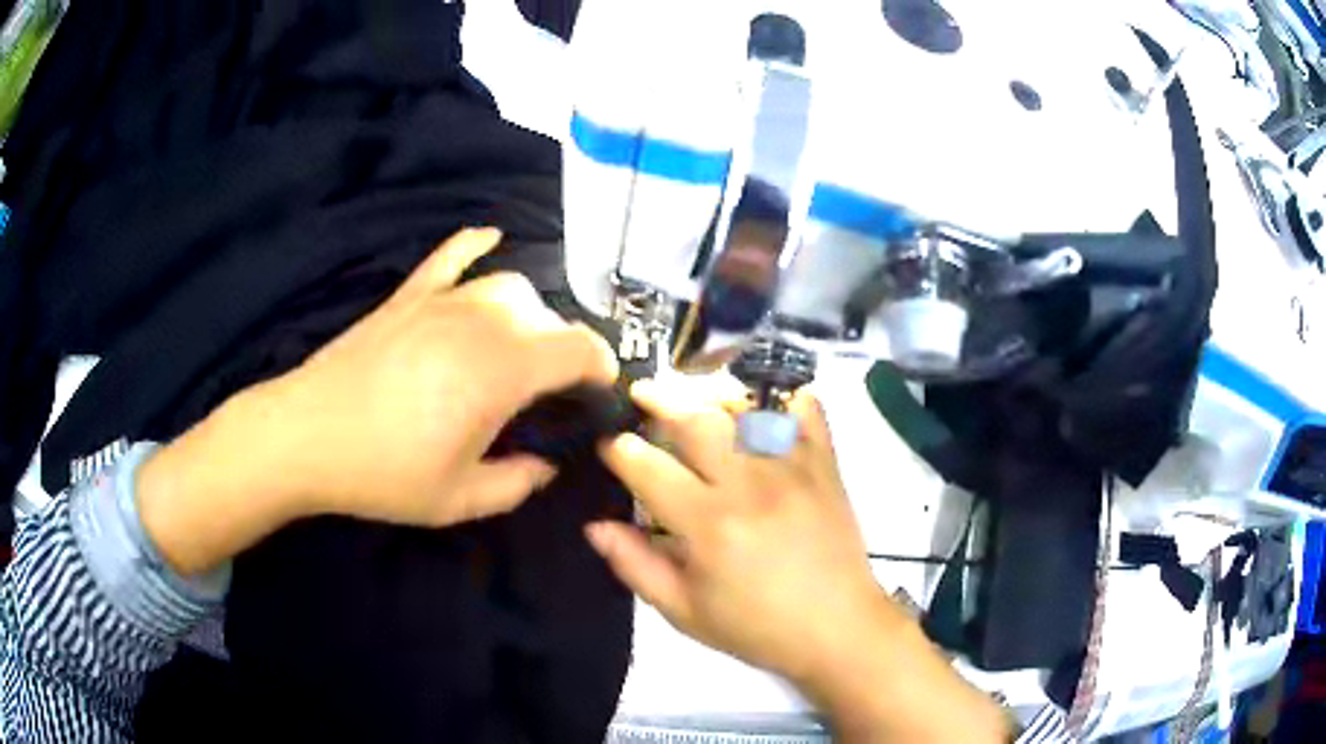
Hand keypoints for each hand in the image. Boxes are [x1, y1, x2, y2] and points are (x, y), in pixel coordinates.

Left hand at [253, 227, 618, 525]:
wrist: (305, 437)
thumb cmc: (383, 473)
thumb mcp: (459, 500)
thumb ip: (517, 483)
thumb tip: (546, 466)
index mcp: (500, 371)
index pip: (576, 346)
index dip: (601, 365)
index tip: (600, 389)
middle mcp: (480, 322)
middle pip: (545, 315)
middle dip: (563, 347)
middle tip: (552, 388)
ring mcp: (440, 302)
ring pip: (507, 286)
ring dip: (529, 312)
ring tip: (520, 344)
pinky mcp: (407, 297)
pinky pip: (450, 257)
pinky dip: (474, 244)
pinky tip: (490, 237)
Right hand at [590, 381, 1011, 742]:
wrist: (839, 629)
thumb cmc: (757, 627)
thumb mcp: (685, 612)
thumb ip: (636, 565)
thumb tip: (596, 525)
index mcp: (709, 524)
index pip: (647, 466)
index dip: (618, 450)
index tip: (608, 445)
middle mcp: (749, 484)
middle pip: (694, 419)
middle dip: (658, 399)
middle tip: (639, 394)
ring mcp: (793, 467)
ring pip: (745, 405)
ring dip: (710, 393)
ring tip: (692, 395)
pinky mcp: (826, 463)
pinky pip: (805, 409)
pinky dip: (781, 397)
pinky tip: (761, 405)